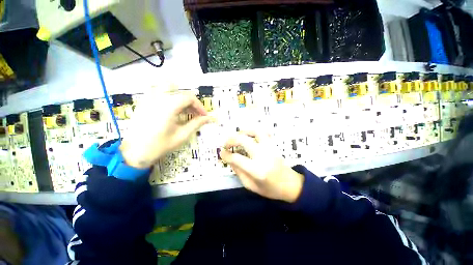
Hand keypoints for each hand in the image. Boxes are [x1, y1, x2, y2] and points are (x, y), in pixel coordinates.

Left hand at [120, 90, 212, 168]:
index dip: (199, 106)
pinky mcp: (144, 103)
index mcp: (168, 106)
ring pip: (171, 92)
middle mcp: (158, 98)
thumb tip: (209, 118)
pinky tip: (172, 112)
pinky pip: (160, 95)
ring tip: (186, 113)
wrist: (134, 153)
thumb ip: (196, 124)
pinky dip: (170, 100)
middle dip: (192, 104)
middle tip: (197, 116)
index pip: (189, 98)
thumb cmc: (160, 145)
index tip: (204, 116)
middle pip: (181, 94)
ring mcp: (149, 99)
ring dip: (182, 101)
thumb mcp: (182, 135)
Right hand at [220, 131, 303, 202]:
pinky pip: (264, 133)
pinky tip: (250, 136)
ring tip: (237, 136)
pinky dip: (254, 131)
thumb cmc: (270, 189)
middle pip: (243, 140)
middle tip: (226, 144)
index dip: (226, 155)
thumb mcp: (251, 186)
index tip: (221, 153)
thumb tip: (230, 159)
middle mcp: (263, 155)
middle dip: (231, 140)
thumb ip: (239, 172)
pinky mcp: (273, 145)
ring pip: (255, 132)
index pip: (236, 158)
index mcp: (257, 170)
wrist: (290, 184)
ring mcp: (269, 148)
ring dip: (243, 132)